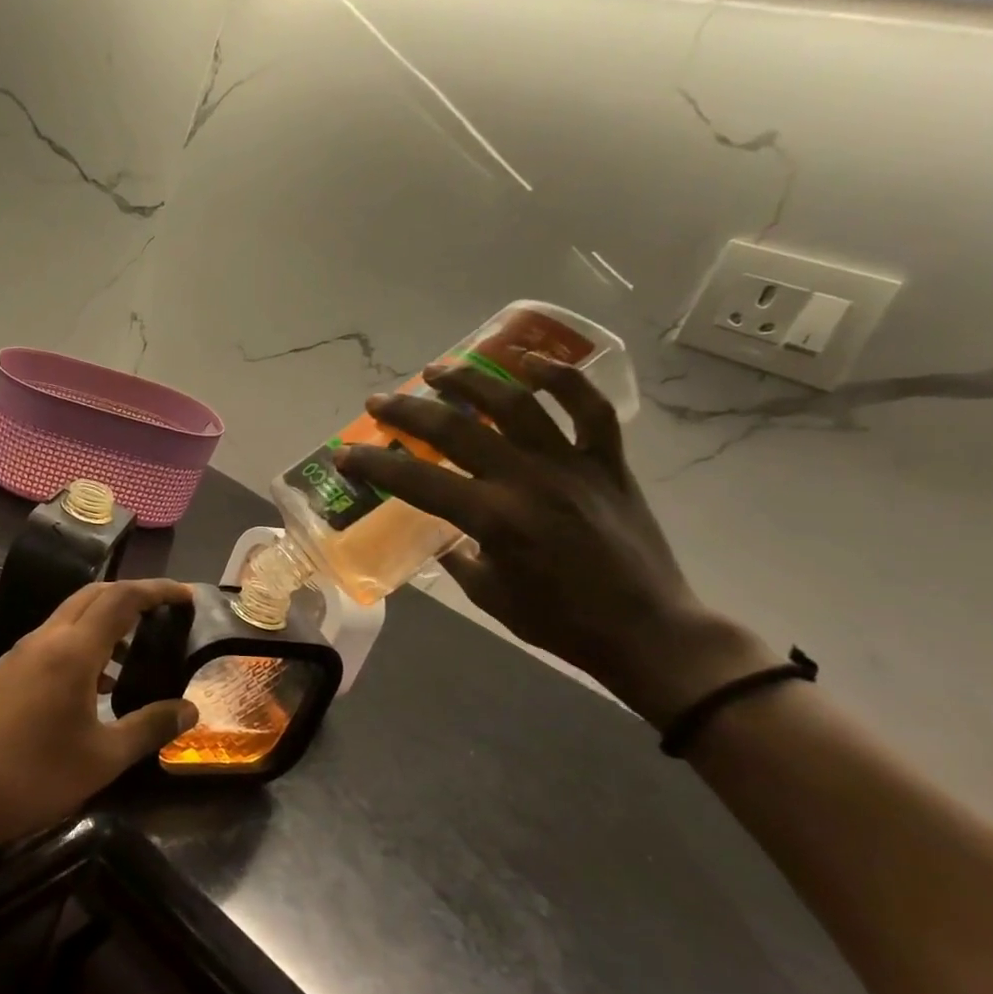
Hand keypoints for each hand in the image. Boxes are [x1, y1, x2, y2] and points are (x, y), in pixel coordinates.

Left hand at [0, 578, 198, 850]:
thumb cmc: (32, 776)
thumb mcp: (103, 758)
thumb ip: (150, 727)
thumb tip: (190, 710)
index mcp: (72, 649)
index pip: (121, 598)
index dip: (157, 590)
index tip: (185, 595)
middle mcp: (44, 639)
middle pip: (93, 595)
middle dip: (131, 596)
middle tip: (163, 614)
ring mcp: (18, 655)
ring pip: (69, 618)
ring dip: (104, 622)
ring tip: (134, 654)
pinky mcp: (3, 674)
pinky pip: (51, 642)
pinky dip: (80, 646)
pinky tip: (93, 686)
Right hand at [337, 357, 778, 724]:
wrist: (647, 631)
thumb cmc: (560, 622)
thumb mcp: (489, 596)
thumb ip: (461, 556)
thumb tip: (448, 532)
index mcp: (494, 519)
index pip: (417, 481)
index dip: (374, 465)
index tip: (345, 454)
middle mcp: (527, 480)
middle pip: (455, 430)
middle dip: (407, 412)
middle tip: (379, 402)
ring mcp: (571, 464)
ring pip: (515, 403)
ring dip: (470, 380)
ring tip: (438, 369)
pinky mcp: (607, 462)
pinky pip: (589, 408)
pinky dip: (562, 379)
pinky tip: (531, 362)